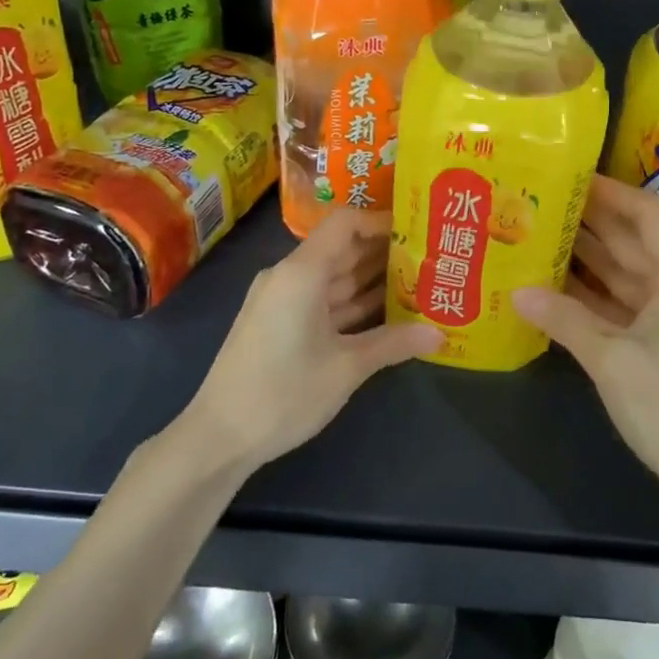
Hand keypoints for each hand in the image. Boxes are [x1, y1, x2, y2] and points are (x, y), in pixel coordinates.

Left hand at [181, 210, 441, 471]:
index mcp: (302, 272)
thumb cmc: (283, 393)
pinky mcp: (279, 323)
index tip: (418, 230)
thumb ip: (393, 344)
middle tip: (430, 257)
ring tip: (419, 281)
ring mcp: (282, 301)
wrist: (219, 437)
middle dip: (385, 252)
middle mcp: (290, 276)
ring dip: (372, 280)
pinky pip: (323, 301)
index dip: (381, 221)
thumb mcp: (346, 368)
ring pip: (335, 278)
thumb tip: (439, 334)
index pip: (345, 223)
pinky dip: (353, 303)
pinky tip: (388, 313)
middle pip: (342, 249)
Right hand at [513, 176, 658, 496]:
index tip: (572, 177)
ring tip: (535, 233)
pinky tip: (548, 284)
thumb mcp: (611, 358)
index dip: (613, 191)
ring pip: (617, 272)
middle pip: (628, 239)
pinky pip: (612, 304)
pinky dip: (584, 294)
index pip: (647, 213)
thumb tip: (517, 291)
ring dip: (582, 255)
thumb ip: (564, 319)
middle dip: (588, 219)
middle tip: (539, 201)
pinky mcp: (649, 342)